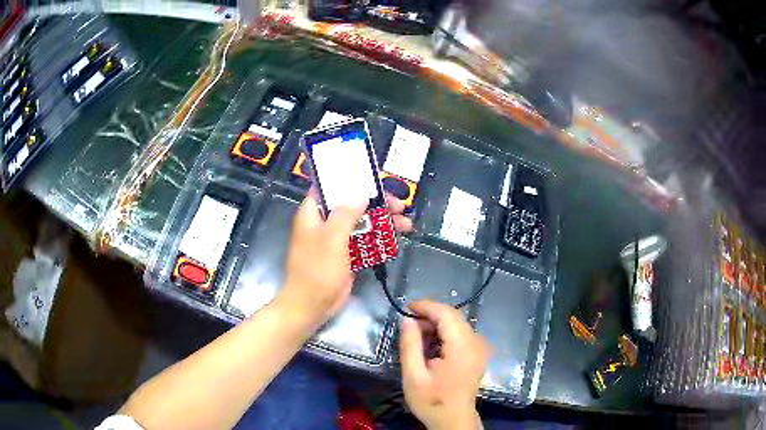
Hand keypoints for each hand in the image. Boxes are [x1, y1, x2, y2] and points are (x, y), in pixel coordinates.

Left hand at [281, 193, 413, 324]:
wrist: (312, 305)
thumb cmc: (317, 269)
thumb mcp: (331, 238)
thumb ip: (346, 213)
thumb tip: (361, 194)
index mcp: (313, 213)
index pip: (329, 187)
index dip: (349, 180)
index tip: (372, 179)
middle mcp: (324, 223)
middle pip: (352, 205)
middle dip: (376, 203)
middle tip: (399, 205)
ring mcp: (336, 240)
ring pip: (362, 223)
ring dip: (383, 222)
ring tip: (406, 223)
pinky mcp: (347, 255)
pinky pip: (365, 241)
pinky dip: (379, 239)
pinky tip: (396, 238)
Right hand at [400, 301, 489, 429]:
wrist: (454, 420)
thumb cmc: (432, 401)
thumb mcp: (413, 376)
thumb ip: (410, 345)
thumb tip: (407, 320)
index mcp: (462, 348)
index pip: (447, 314)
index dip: (427, 306)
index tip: (406, 307)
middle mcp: (476, 343)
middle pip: (454, 316)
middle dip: (431, 314)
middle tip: (409, 322)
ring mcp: (479, 348)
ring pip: (458, 324)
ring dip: (437, 323)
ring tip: (416, 333)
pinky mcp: (478, 353)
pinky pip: (462, 333)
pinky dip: (445, 332)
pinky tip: (431, 343)